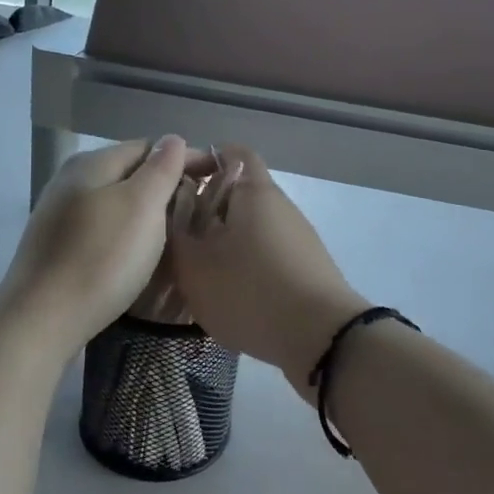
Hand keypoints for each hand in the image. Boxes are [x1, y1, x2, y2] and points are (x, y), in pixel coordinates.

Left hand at [0, 137, 199, 354]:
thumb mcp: (141, 206)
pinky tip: (138, 251)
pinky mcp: (57, 248)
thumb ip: (161, 169)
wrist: (41, 320)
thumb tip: (173, 140)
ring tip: (176, 229)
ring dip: (146, 209)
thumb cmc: (100, 258)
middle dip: (165, 183)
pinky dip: (127, 231)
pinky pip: (103, 227)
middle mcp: (71, 182)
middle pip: (129, 172)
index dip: (184, 158)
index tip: (216, 176)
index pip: (147, 147)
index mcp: (91, 164)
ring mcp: (60, 216)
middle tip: (201, 205)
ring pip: (115, 201)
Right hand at [167, 145, 367, 392]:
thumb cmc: (251, 291)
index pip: (231, 153)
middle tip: (175, 236)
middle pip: (237, 194)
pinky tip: (226, 295)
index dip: (202, 159)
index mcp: (254, 191)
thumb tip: (171, 212)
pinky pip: (265, 255)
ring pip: (250, 228)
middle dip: (205, 210)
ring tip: (195, 271)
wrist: (322, 339)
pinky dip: (243, 266)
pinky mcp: (305, 268)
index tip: (176, 182)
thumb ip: (175, 234)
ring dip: (222, 243)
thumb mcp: (194, 266)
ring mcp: (297, 238)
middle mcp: (280, 206)